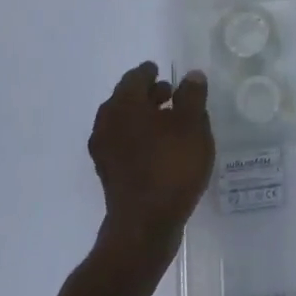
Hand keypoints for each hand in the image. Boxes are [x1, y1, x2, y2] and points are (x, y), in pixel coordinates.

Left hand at [88, 63, 214, 266]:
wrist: (145, 225)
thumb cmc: (171, 166)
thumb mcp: (192, 126)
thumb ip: (192, 96)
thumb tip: (191, 75)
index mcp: (124, 104)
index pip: (135, 77)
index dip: (150, 72)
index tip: (161, 70)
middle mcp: (107, 123)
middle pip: (126, 99)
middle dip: (147, 94)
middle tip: (170, 94)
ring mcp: (104, 151)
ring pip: (124, 123)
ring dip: (143, 117)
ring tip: (169, 122)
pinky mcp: (109, 174)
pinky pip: (124, 144)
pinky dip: (139, 138)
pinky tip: (160, 148)